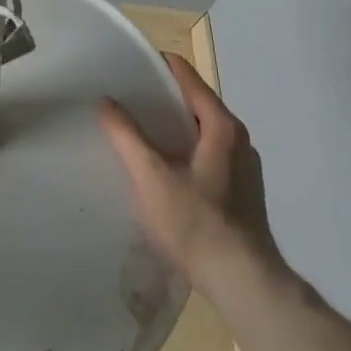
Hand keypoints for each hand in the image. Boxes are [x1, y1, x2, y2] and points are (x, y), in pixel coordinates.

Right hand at [98, 52, 277, 286]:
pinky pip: (210, 152)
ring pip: (203, 129)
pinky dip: (186, 148)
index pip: (186, 75)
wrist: (244, 285)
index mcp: (221, 124)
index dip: (156, 66)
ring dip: (174, 125)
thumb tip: (106, 101)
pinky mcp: (243, 190)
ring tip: (140, 132)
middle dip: (162, 97)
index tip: (127, 68)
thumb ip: (126, 135)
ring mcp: (245, 165)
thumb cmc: (197, 224)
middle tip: (127, 100)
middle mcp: (238, 137)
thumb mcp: (151, 177)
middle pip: (195, 100)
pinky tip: (165, 168)